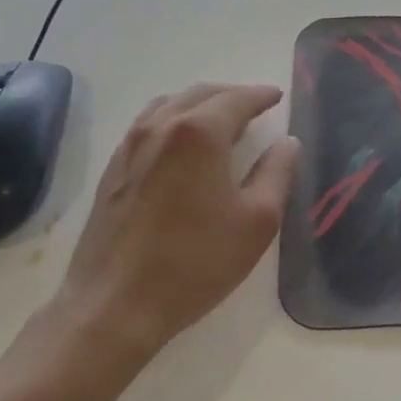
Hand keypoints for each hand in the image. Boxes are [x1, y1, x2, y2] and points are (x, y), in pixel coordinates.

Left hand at [54, 83, 299, 363]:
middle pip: (202, 94)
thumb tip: (287, 143)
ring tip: (221, 119)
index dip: (261, 96)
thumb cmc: (196, 262)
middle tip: (256, 105)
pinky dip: (174, 119)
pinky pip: (148, 125)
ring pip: (170, 105)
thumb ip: (277, 172)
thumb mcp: (258, 221)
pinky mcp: (112, 169)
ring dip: (201, 103)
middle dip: (232, 95)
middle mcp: (161, 127)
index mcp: (200, 133)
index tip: (278, 96)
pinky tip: (182, 144)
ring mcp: (130, 146)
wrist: (115, 305)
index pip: (237, 100)